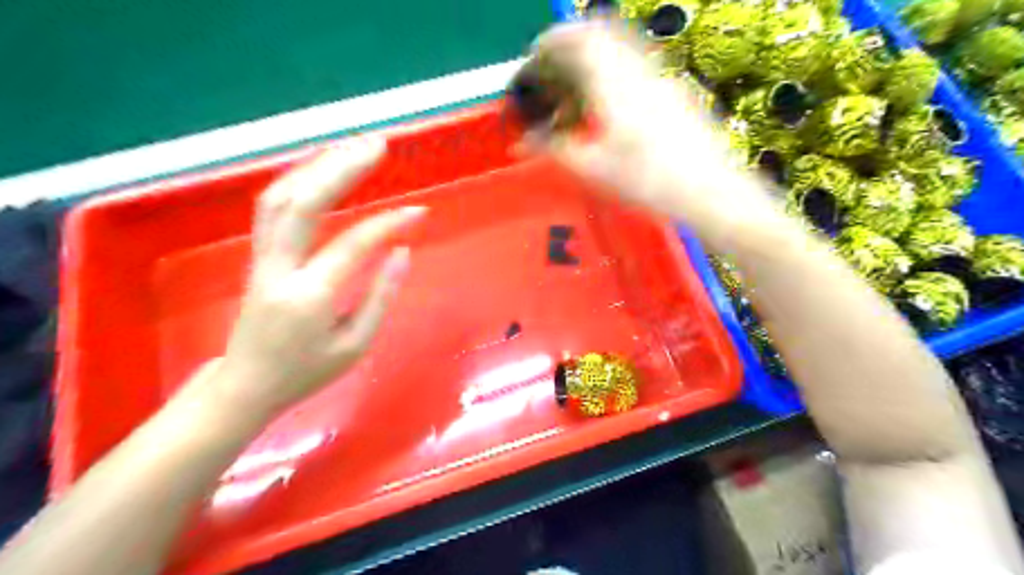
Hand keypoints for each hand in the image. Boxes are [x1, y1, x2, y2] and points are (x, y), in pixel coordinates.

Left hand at [205, 136, 423, 419]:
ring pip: (281, 196)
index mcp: (308, 298)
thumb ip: (380, 296)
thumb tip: (401, 251)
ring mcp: (262, 257)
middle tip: (378, 144)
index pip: (352, 245)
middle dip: (342, 168)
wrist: (246, 385)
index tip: (419, 212)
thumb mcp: (355, 346)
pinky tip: (323, 167)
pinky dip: (299, 178)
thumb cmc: (306, 372)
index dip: (388, 224)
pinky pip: (274, 206)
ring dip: (318, 165)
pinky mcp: (258, 253)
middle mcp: (279, 268)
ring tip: (353, 147)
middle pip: (304, 203)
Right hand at [528, 22, 784, 244]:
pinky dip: (613, 73)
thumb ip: (553, 149)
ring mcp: (660, 77)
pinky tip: (610, 108)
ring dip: (592, 60)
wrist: (710, 190)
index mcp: (613, 83)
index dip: (549, 43)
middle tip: (552, 74)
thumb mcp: (592, 169)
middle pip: (598, 35)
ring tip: (578, 94)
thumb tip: (521, 144)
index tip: (533, 57)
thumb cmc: (648, 182)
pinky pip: (636, 66)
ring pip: (619, 49)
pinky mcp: (674, 91)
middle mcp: (637, 69)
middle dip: (569, 47)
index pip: (576, 40)